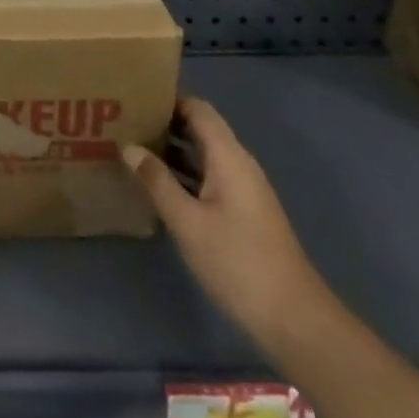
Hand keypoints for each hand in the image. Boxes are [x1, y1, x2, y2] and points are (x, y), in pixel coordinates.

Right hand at [122, 96, 331, 341]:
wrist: (294, 320)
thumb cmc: (238, 262)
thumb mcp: (188, 222)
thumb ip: (157, 181)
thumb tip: (129, 146)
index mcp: (229, 156)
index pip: (198, 108)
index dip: (168, 98)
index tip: (133, 97)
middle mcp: (238, 165)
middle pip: (200, 129)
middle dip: (165, 123)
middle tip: (124, 123)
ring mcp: (243, 190)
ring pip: (203, 155)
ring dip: (172, 151)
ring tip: (133, 149)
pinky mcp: (243, 213)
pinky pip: (208, 178)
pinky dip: (184, 174)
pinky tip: (158, 187)